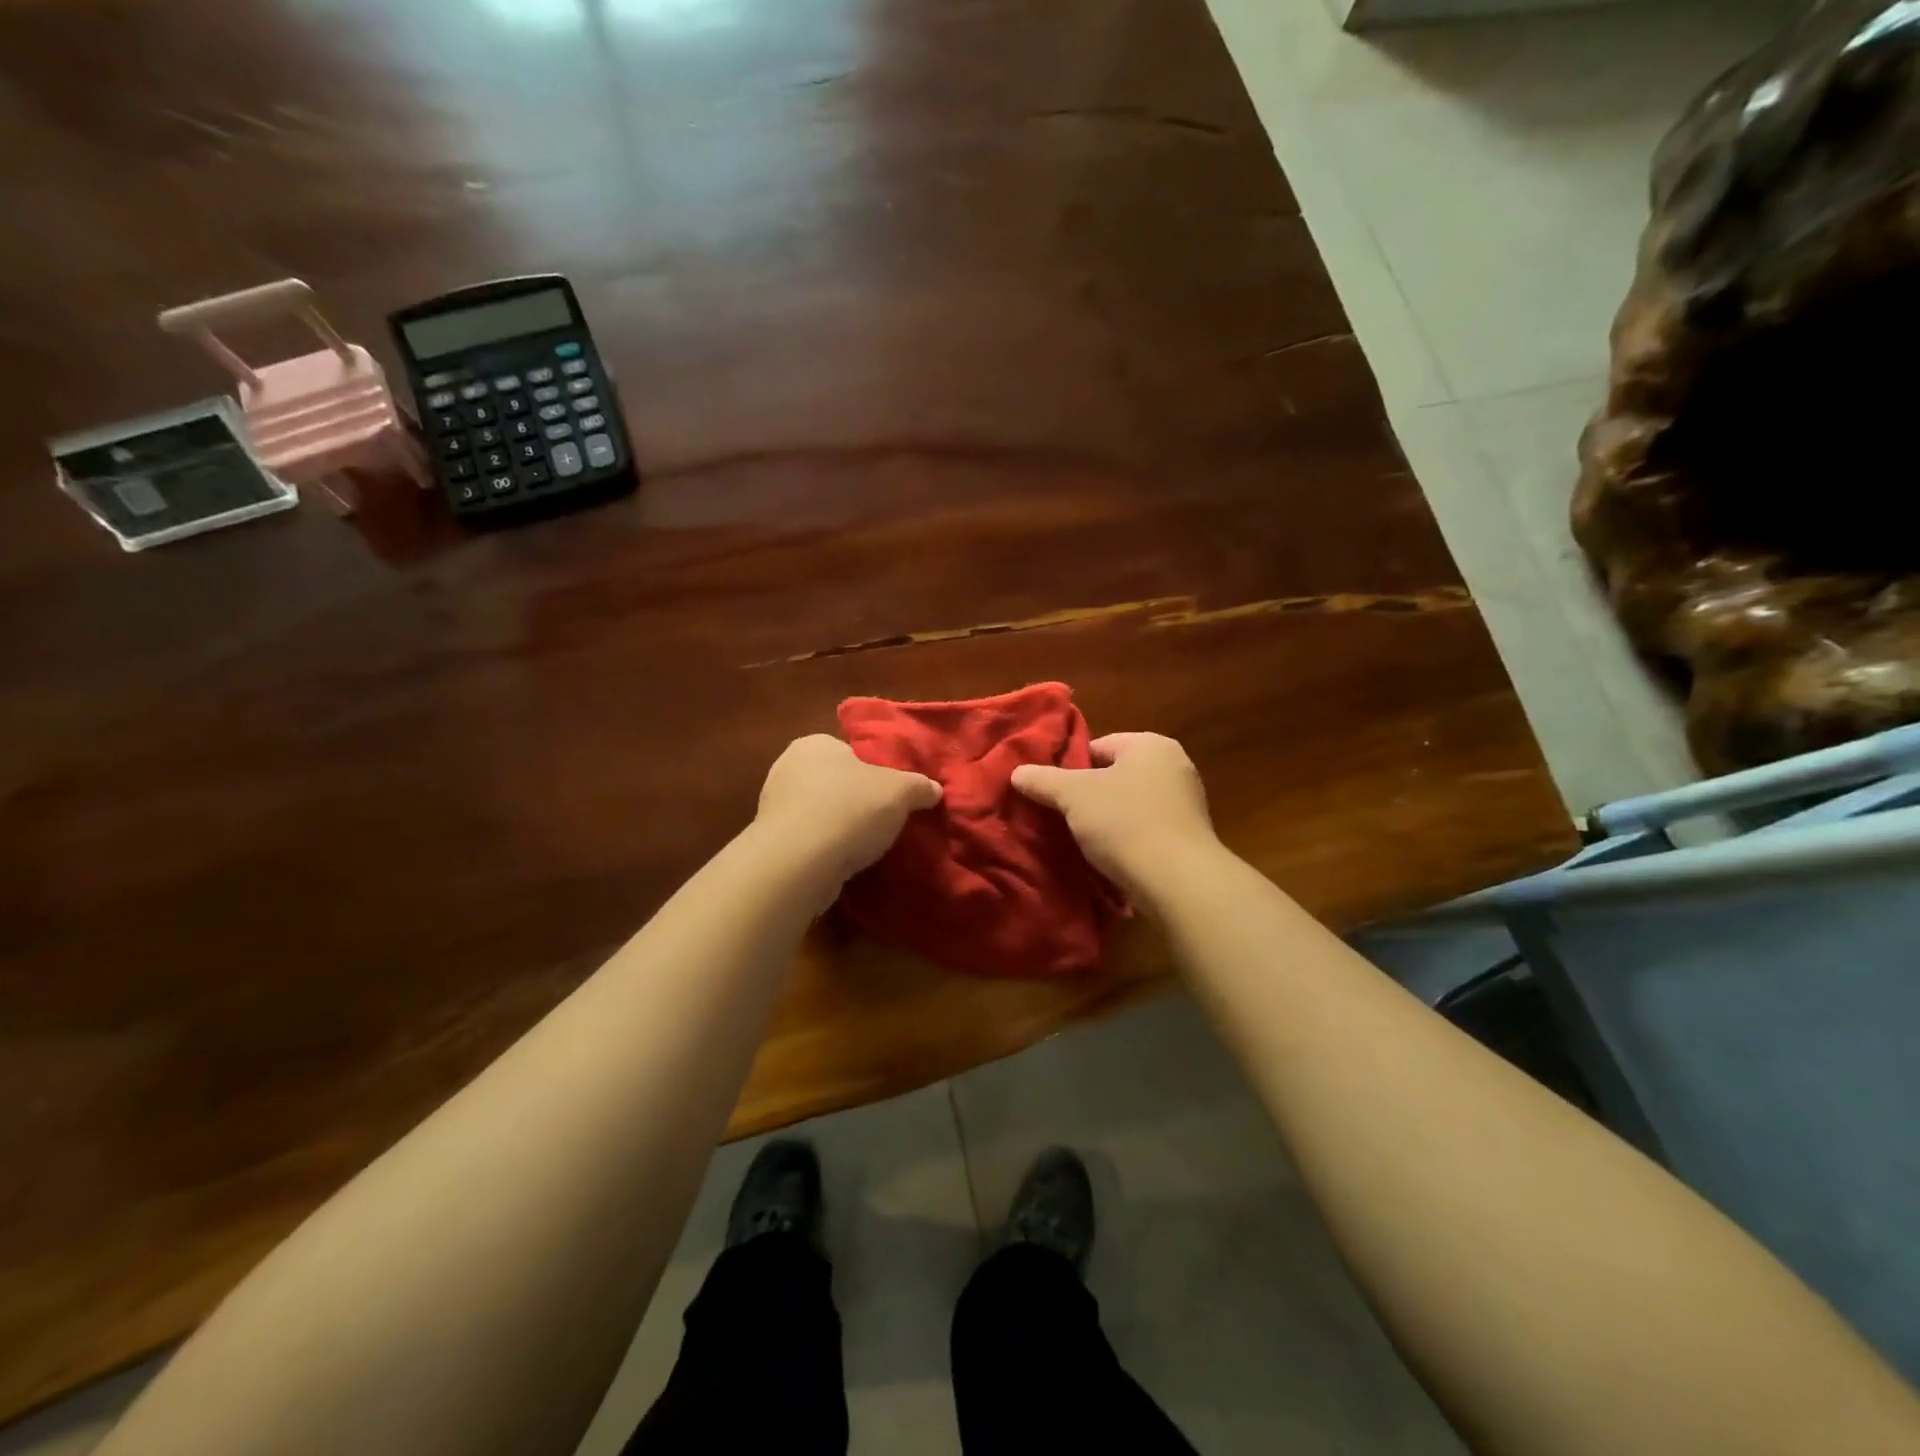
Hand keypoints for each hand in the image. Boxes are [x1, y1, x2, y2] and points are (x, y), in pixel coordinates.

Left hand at [754, 735, 942, 890]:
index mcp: (814, 744)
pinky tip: (842, 862)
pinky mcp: (771, 841)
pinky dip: (823, 848)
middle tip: (882, 820)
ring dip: (838, 826)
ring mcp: (774, 806)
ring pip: (819, 812)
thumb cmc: (850, 809)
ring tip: (865, 846)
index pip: (849, 752)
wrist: (799, 862)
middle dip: (855, 799)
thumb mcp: (900, 792)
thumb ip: (919, 786)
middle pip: (834, 782)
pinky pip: (807, 839)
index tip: (890, 794)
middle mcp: (787, 767)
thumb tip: (934, 789)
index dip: (872, 772)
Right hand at [1010, 732, 1218, 898]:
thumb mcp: (1073, 796)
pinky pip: (1147, 829)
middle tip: (1063, 818)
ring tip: (1084, 842)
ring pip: (1130, 804)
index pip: (1098, 747)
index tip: (1053, 795)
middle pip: (1115, 776)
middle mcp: (1175, 765)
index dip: (1070, 770)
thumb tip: (1017, 772)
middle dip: (1089, 797)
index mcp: (1151, 744)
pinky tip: (1112, 858)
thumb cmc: (1125, 823)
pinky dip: (1128, 840)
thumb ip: (1043, 780)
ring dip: (1108, 821)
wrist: (1179, 881)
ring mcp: (1187, 802)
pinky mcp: (1189, 837)